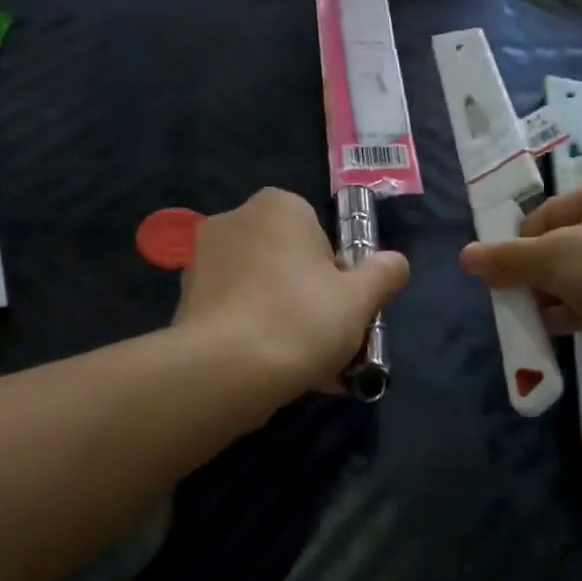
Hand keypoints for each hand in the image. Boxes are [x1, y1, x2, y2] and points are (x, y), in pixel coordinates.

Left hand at [176, 188, 409, 396]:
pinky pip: (236, 314)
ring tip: (307, 368)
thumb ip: (383, 274)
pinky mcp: (186, 301)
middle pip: (289, 263)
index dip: (338, 275)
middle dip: (310, 300)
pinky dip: (256, 336)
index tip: (344, 310)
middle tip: (329, 342)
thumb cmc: (302, 319)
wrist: (227, 371)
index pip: (320, 235)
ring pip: (262, 292)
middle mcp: (234, 221)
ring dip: (285, 322)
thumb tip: (396, 262)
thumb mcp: (361, 298)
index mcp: (278, 206)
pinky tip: (275, 374)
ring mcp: (203, 261)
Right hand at [458, 174, 581, 335]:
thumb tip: (465, 256)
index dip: (520, 246)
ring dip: (563, 295)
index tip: (503, 278)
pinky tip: (568, 328)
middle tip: (521, 301)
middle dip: (541, 274)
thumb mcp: (553, 258)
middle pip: (571, 243)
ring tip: (539, 320)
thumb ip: (508, 259)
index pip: (549, 213)